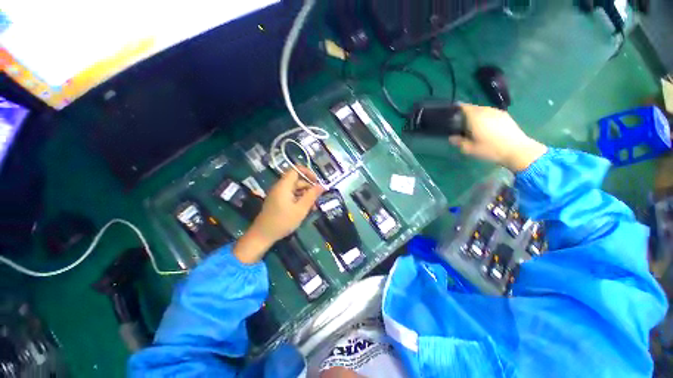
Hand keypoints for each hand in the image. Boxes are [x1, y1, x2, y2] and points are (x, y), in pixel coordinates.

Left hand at [233, 167, 324, 263]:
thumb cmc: (282, 221)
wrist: (262, 236)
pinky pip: (291, 196)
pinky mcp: (278, 201)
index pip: (295, 169)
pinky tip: (306, 210)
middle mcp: (280, 187)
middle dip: (309, 188)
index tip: (316, 181)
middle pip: (297, 181)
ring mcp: (278, 194)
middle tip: (317, 199)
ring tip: (313, 207)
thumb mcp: (301, 209)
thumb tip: (322, 186)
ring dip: (305, 195)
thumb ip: (312, 196)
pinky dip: (299, 200)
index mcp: (284, 186)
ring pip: (295, 189)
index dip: (307, 172)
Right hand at [449, 104, 546, 171]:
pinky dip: (485, 118)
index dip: (456, 109)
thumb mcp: (470, 149)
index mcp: (475, 116)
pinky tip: (486, 128)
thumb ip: (459, 142)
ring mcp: (497, 112)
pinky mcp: (505, 116)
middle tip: (460, 124)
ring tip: (473, 126)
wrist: (517, 149)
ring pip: (482, 110)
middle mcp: (486, 111)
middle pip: (473, 108)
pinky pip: (491, 113)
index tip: (451, 116)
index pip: (463, 107)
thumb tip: (452, 138)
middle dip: (466, 114)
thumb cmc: (490, 149)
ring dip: (476, 116)